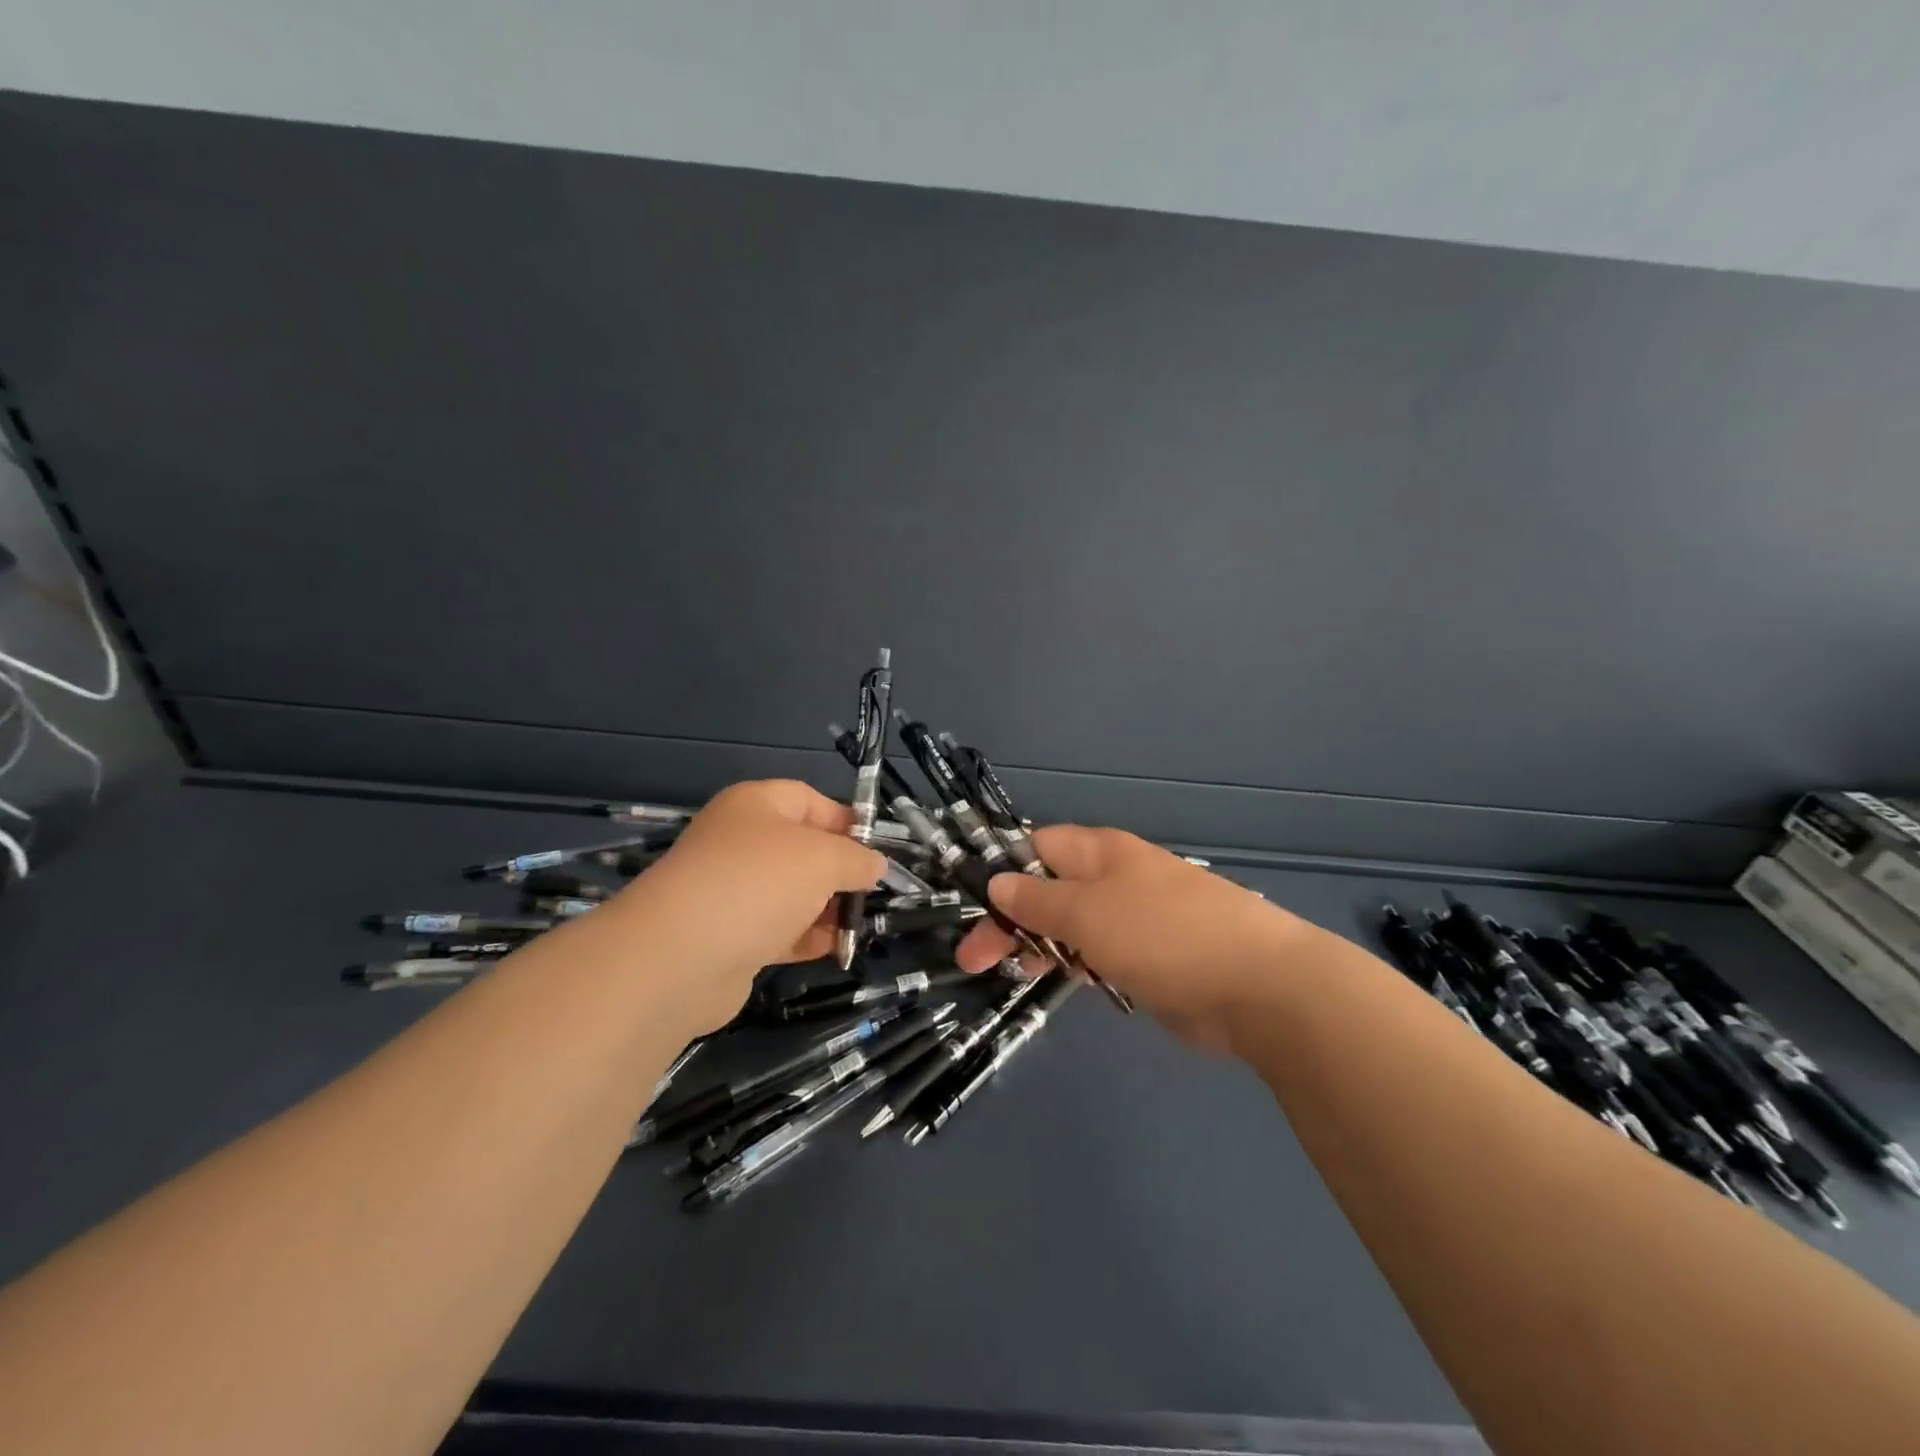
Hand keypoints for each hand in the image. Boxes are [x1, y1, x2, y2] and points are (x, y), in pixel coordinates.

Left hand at [609, 780, 886, 1031]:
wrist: (680, 957)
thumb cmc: (759, 883)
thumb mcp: (823, 859)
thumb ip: (856, 859)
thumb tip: (875, 865)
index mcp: (755, 806)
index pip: (809, 800)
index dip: (846, 821)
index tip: (877, 848)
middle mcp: (740, 842)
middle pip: (801, 849)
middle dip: (839, 870)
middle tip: (871, 891)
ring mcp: (731, 891)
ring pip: (791, 892)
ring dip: (827, 908)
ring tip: (859, 924)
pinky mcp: (729, 936)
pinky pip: (778, 929)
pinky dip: (806, 937)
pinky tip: (835, 949)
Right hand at [955, 826, 1312, 1051]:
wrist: (1257, 987)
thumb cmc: (1163, 935)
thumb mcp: (1088, 912)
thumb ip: (1038, 899)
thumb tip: (997, 882)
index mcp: (1100, 852)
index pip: (1036, 846)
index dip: (1001, 870)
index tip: (971, 905)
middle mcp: (1114, 878)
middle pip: (1048, 888)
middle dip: (1010, 918)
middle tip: (974, 960)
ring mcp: (1133, 918)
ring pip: (1070, 924)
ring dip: (1039, 943)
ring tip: (1009, 972)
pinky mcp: (1148, 957)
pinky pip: (1097, 953)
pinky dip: (1074, 964)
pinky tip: (1060, 980)